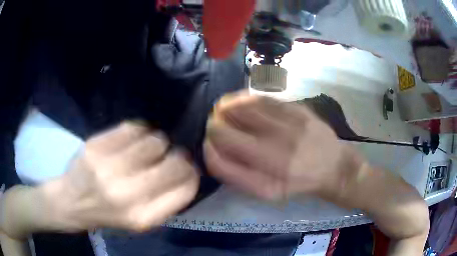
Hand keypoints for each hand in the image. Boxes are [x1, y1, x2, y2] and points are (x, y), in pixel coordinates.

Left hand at [35, 122, 198, 231]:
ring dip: (157, 142)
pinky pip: (132, 128)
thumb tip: (188, 171)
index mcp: (143, 217)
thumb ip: (166, 201)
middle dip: (178, 156)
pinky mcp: (95, 147)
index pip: (186, 188)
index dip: (192, 174)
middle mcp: (127, 194)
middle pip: (174, 162)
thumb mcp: (140, 221)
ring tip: (148, 148)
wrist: (71, 202)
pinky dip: (139, 131)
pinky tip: (134, 138)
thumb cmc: (108, 214)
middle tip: (170, 155)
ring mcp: (108, 168)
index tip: (188, 168)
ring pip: (154, 140)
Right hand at [205, 91, 362, 200]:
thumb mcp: (267, 191)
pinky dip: (245, 98)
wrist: (332, 166)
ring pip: (241, 108)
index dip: (208, 147)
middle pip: (225, 129)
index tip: (208, 143)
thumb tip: (212, 152)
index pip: (219, 157)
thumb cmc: (297, 182)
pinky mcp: (298, 110)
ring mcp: (287, 126)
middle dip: (213, 125)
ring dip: (225, 108)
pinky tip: (241, 101)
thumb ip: (237, 176)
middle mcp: (275, 151)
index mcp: (265, 177)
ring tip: (223, 110)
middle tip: (215, 124)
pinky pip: (263, 98)